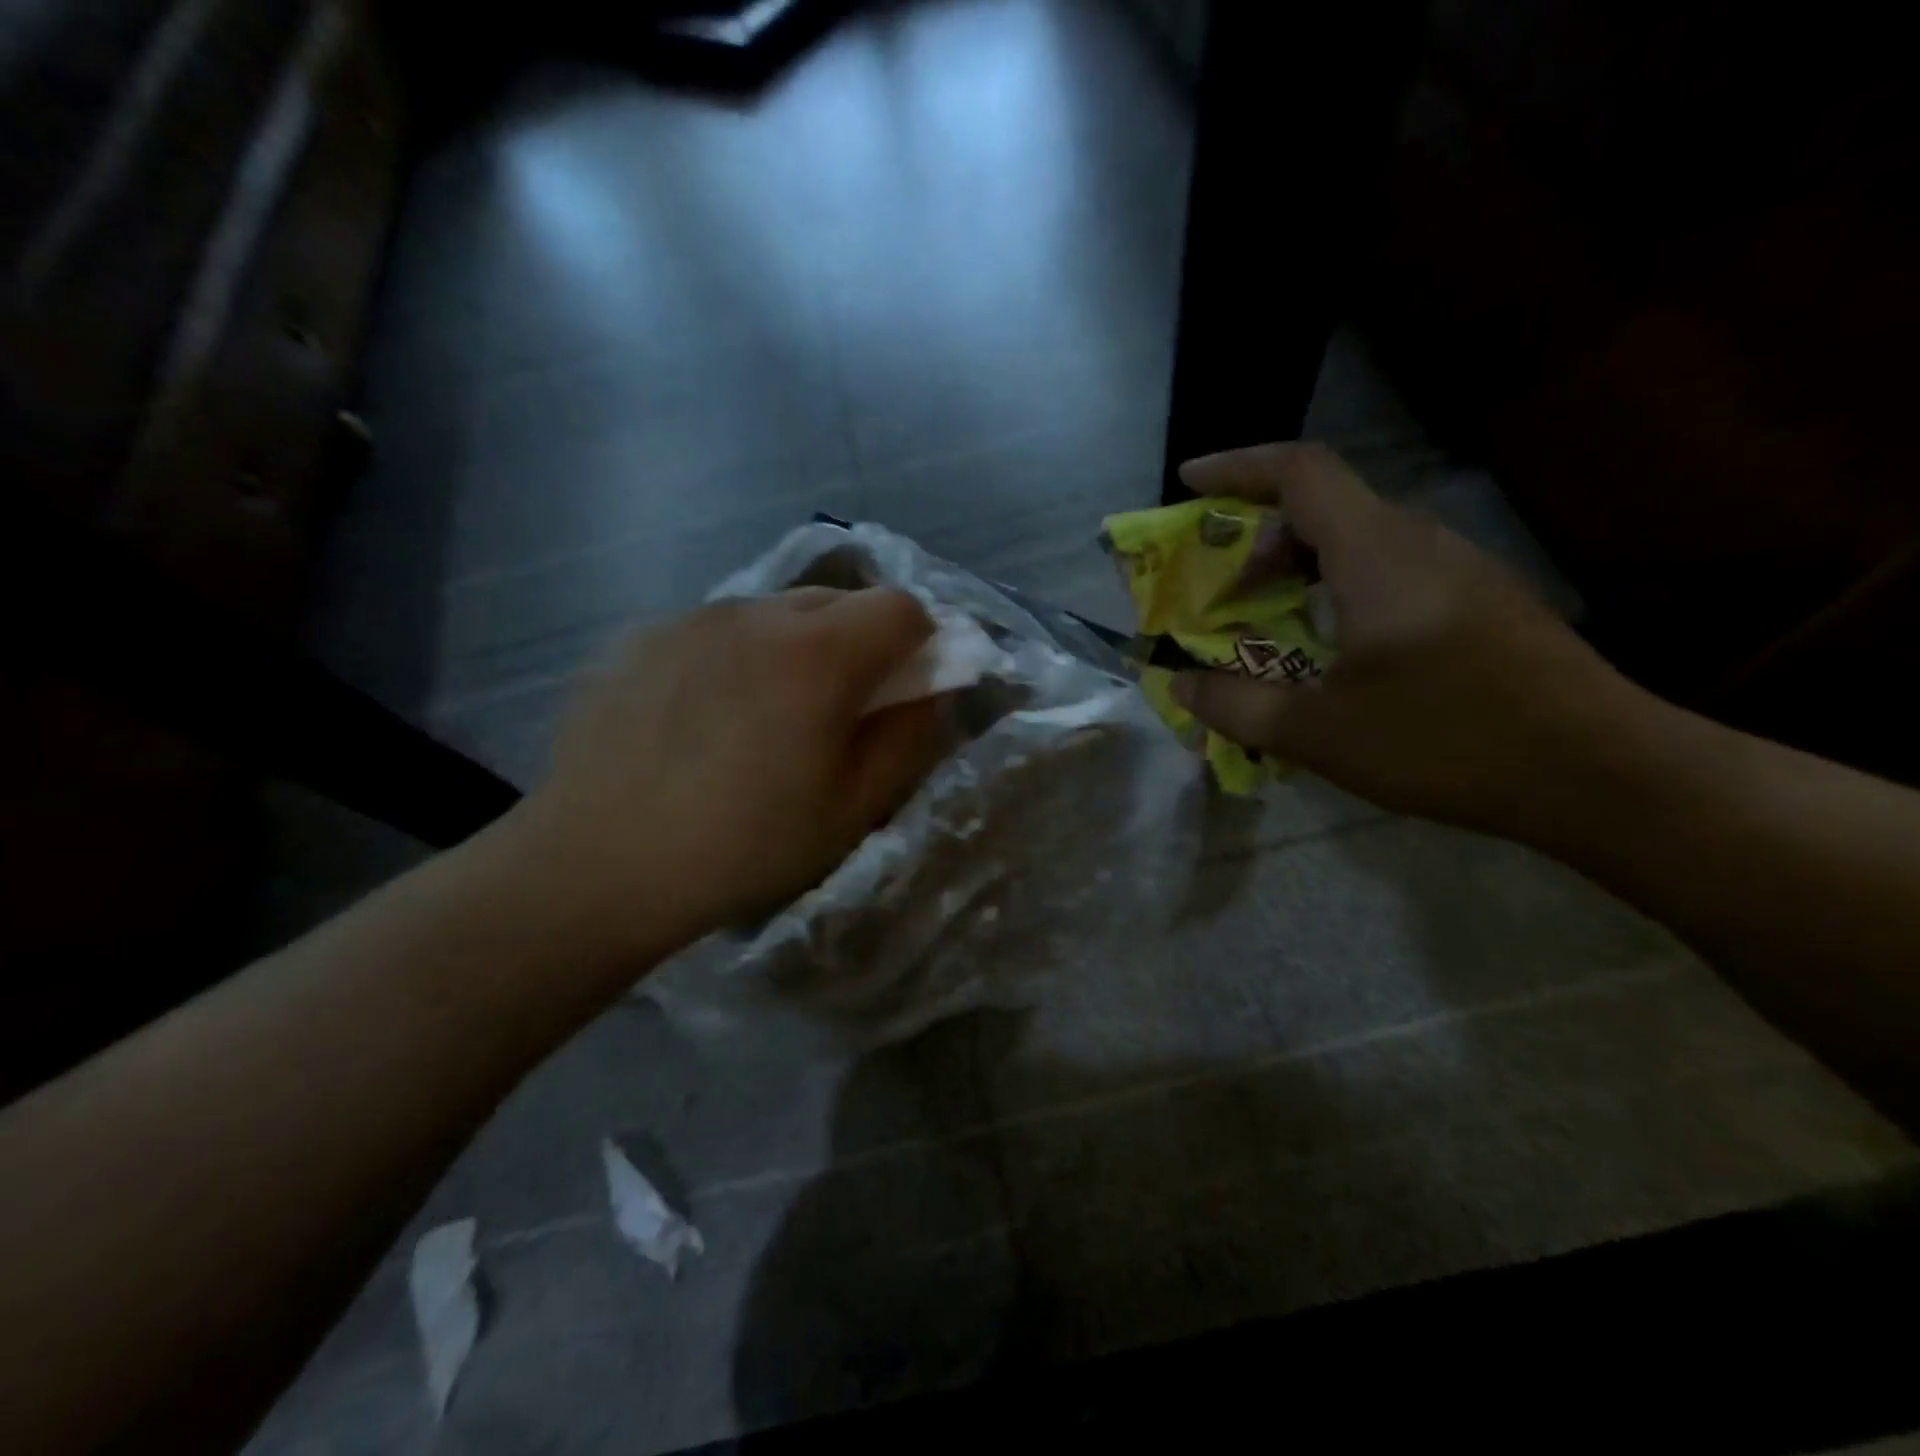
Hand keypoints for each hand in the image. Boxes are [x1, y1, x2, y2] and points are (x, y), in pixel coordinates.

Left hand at [499, 587, 948, 957]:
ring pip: (773, 612)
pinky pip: (715, 629)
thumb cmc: (743, 846)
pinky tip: (699, 719)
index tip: (901, 691)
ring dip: (792, 648)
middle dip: (857, 643)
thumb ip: (909, 738)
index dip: (919, 645)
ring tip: (759, 717)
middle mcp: (756, 612)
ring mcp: (691, 618)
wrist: (597, 865)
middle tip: (833, 709)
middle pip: (838, 600)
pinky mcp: (640, 634)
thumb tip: (930, 690)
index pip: (902, 607)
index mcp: (818, 653)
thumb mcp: (853, 809)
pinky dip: (733, 657)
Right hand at [1172, 443, 1652, 836]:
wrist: (1601, 774)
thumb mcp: (1319, 734)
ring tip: (1263, 621)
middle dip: (1257, 535)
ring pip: (1359, 540)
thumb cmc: (1448, 741)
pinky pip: (1389, 571)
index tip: (1188, 483)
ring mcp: (1458, 571)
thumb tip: (1179, 686)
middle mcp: (1420, 544)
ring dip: (1298, 566)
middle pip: (1326, 505)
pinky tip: (1329, 650)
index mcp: (1377, 554)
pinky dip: (1336, 589)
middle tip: (1219, 590)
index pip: (1301, 471)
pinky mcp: (1480, 603)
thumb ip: (1236, 707)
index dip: (1237, 467)